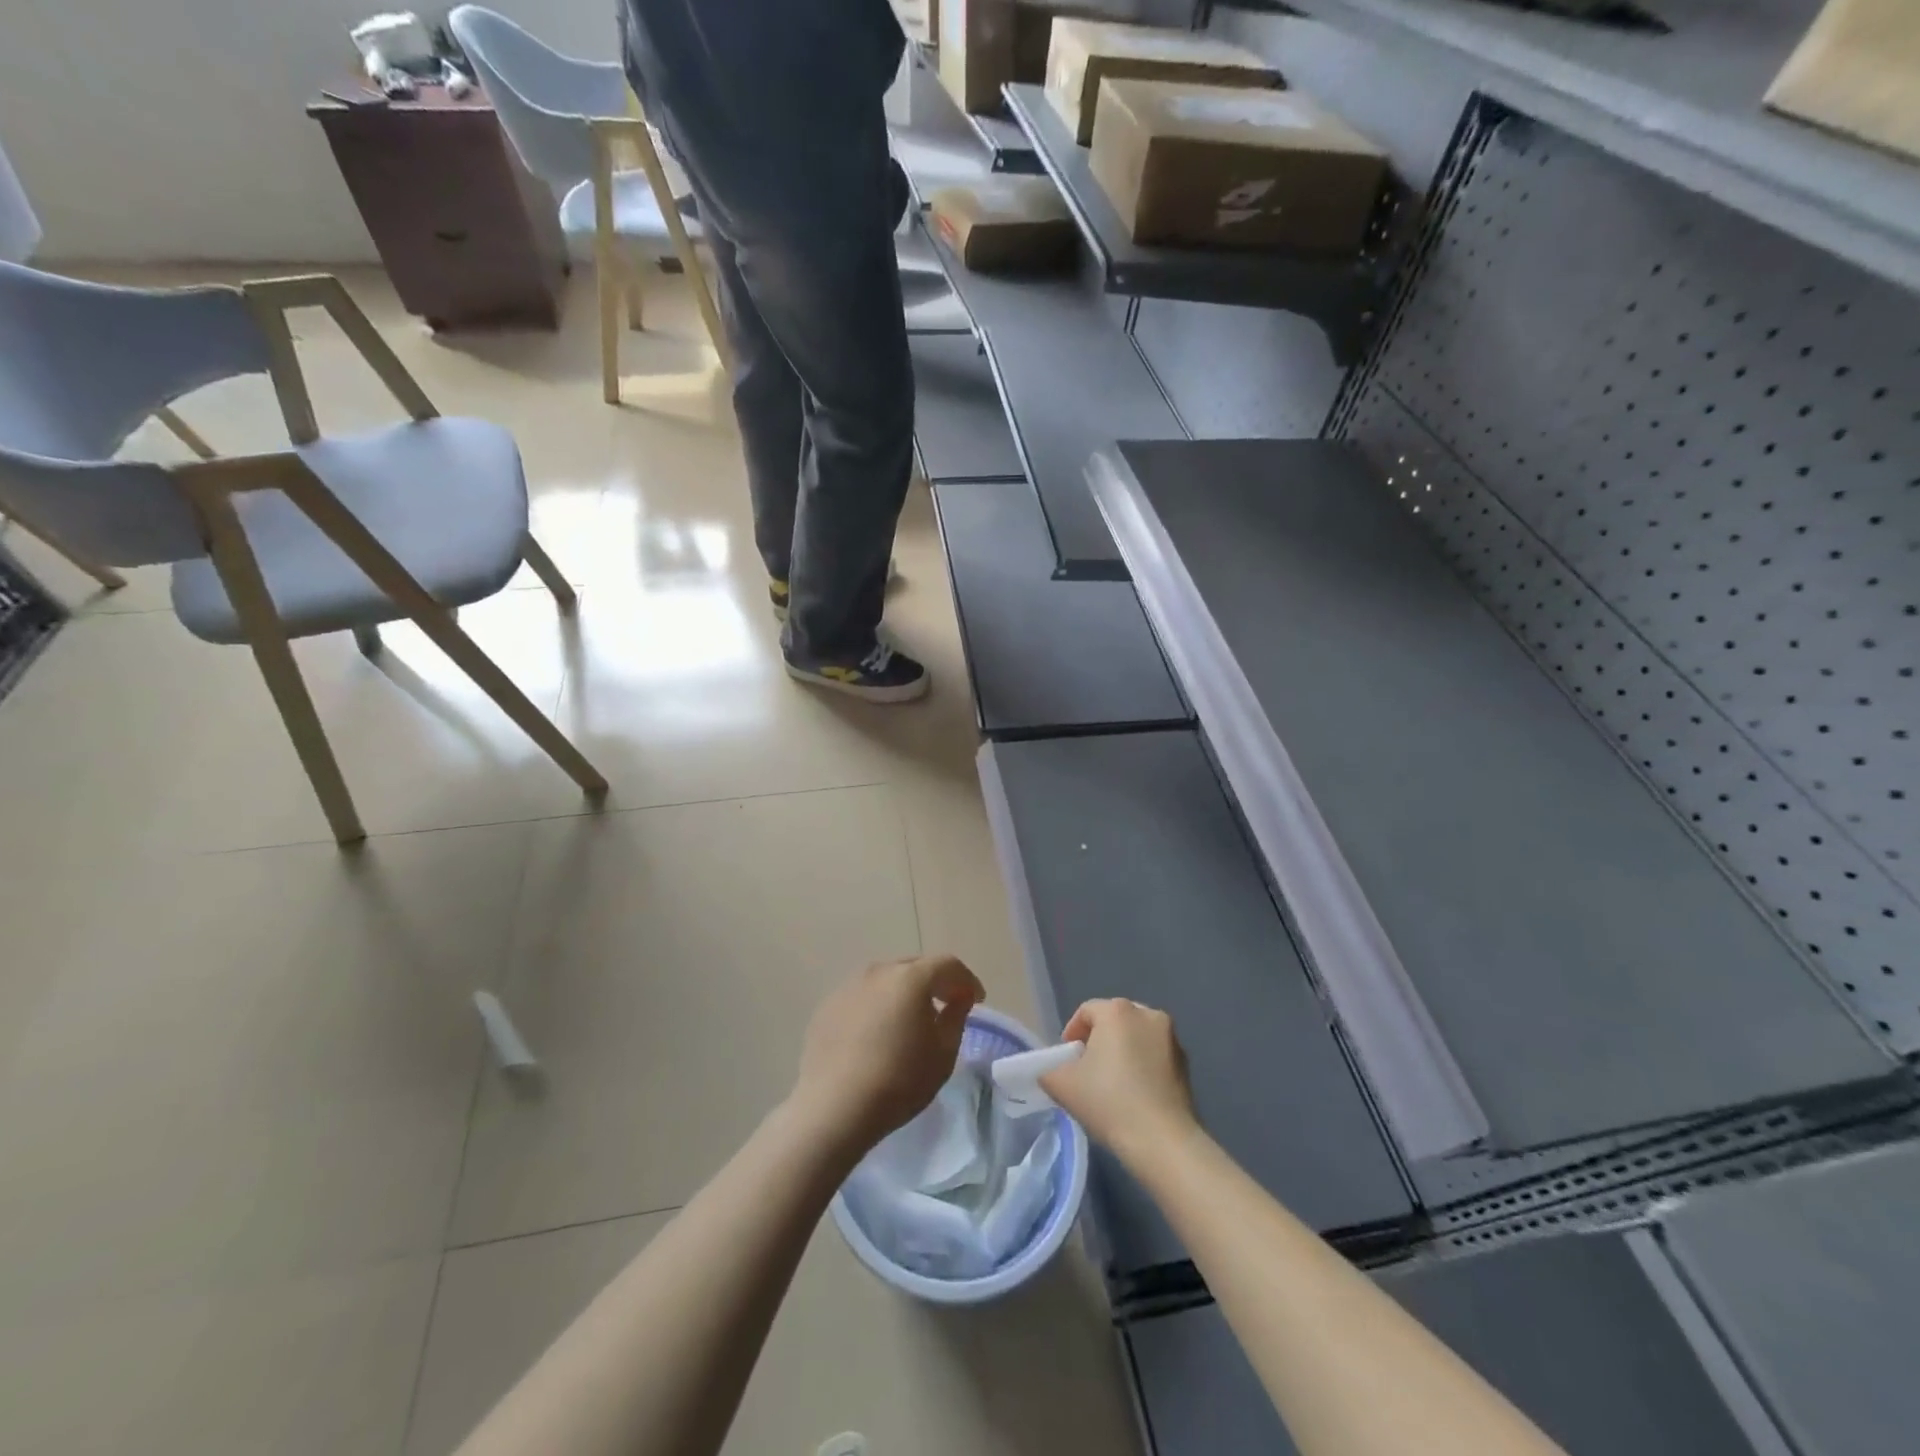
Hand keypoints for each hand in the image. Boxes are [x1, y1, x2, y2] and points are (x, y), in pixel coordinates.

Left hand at [788, 955, 984, 1159]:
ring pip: (887, 980)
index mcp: (911, 977)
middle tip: (947, 1005)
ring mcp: (849, 986)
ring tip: (910, 1020)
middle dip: (935, 983)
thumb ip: (956, 1018)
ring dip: (904, 993)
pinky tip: (878, 1034)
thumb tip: (957, 1000)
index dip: (967, 980)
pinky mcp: (828, 1005)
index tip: (976, 1001)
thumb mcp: (943, 1054)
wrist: (834, 1107)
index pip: (948, 965)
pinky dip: (878, 1006)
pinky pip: (863, 997)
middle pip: (915, 967)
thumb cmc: (899, 1081)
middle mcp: (879, 971)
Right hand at [1040, 998, 1197, 1164]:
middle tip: (1087, 1068)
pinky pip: (1155, 1055)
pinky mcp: (1186, 1063)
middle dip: (1099, 1039)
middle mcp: (1147, 1014)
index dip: (1072, 1032)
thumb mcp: (1062, 1085)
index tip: (1067, 1059)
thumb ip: (1049, 1070)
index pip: (1086, 1011)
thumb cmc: (1109, 1102)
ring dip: (1123, 1051)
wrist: (1162, 1140)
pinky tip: (1136, 1092)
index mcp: (1117, 1011)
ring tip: (1112, 1082)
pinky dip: (1143, 1065)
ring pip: (1137, 1036)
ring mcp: (1171, 1037)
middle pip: (1114, 1020)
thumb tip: (1053, 1071)